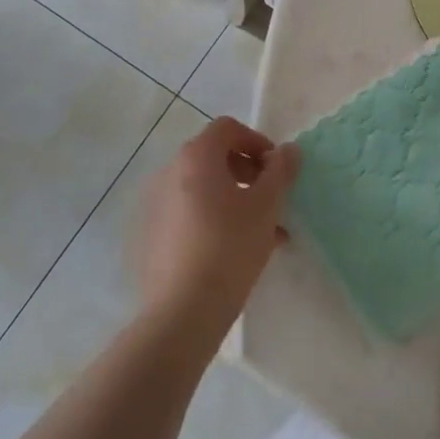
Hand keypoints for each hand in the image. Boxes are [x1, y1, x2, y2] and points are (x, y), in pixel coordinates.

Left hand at [138, 117, 298, 330]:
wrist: (183, 309)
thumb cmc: (230, 246)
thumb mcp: (266, 205)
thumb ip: (281, 171)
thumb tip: (289, 150)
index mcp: (195, 157)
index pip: (228, 128)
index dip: (258, 142)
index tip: (277, 171)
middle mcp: (168, 173)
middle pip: (214, 157)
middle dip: (249, 174)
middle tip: (272, 201)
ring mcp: (154, 205)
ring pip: (204, 190)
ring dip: (235, 200)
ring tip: (263, 233)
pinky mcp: (150, 235)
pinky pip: (188, 215)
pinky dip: (213, 220)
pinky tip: (236, 252)